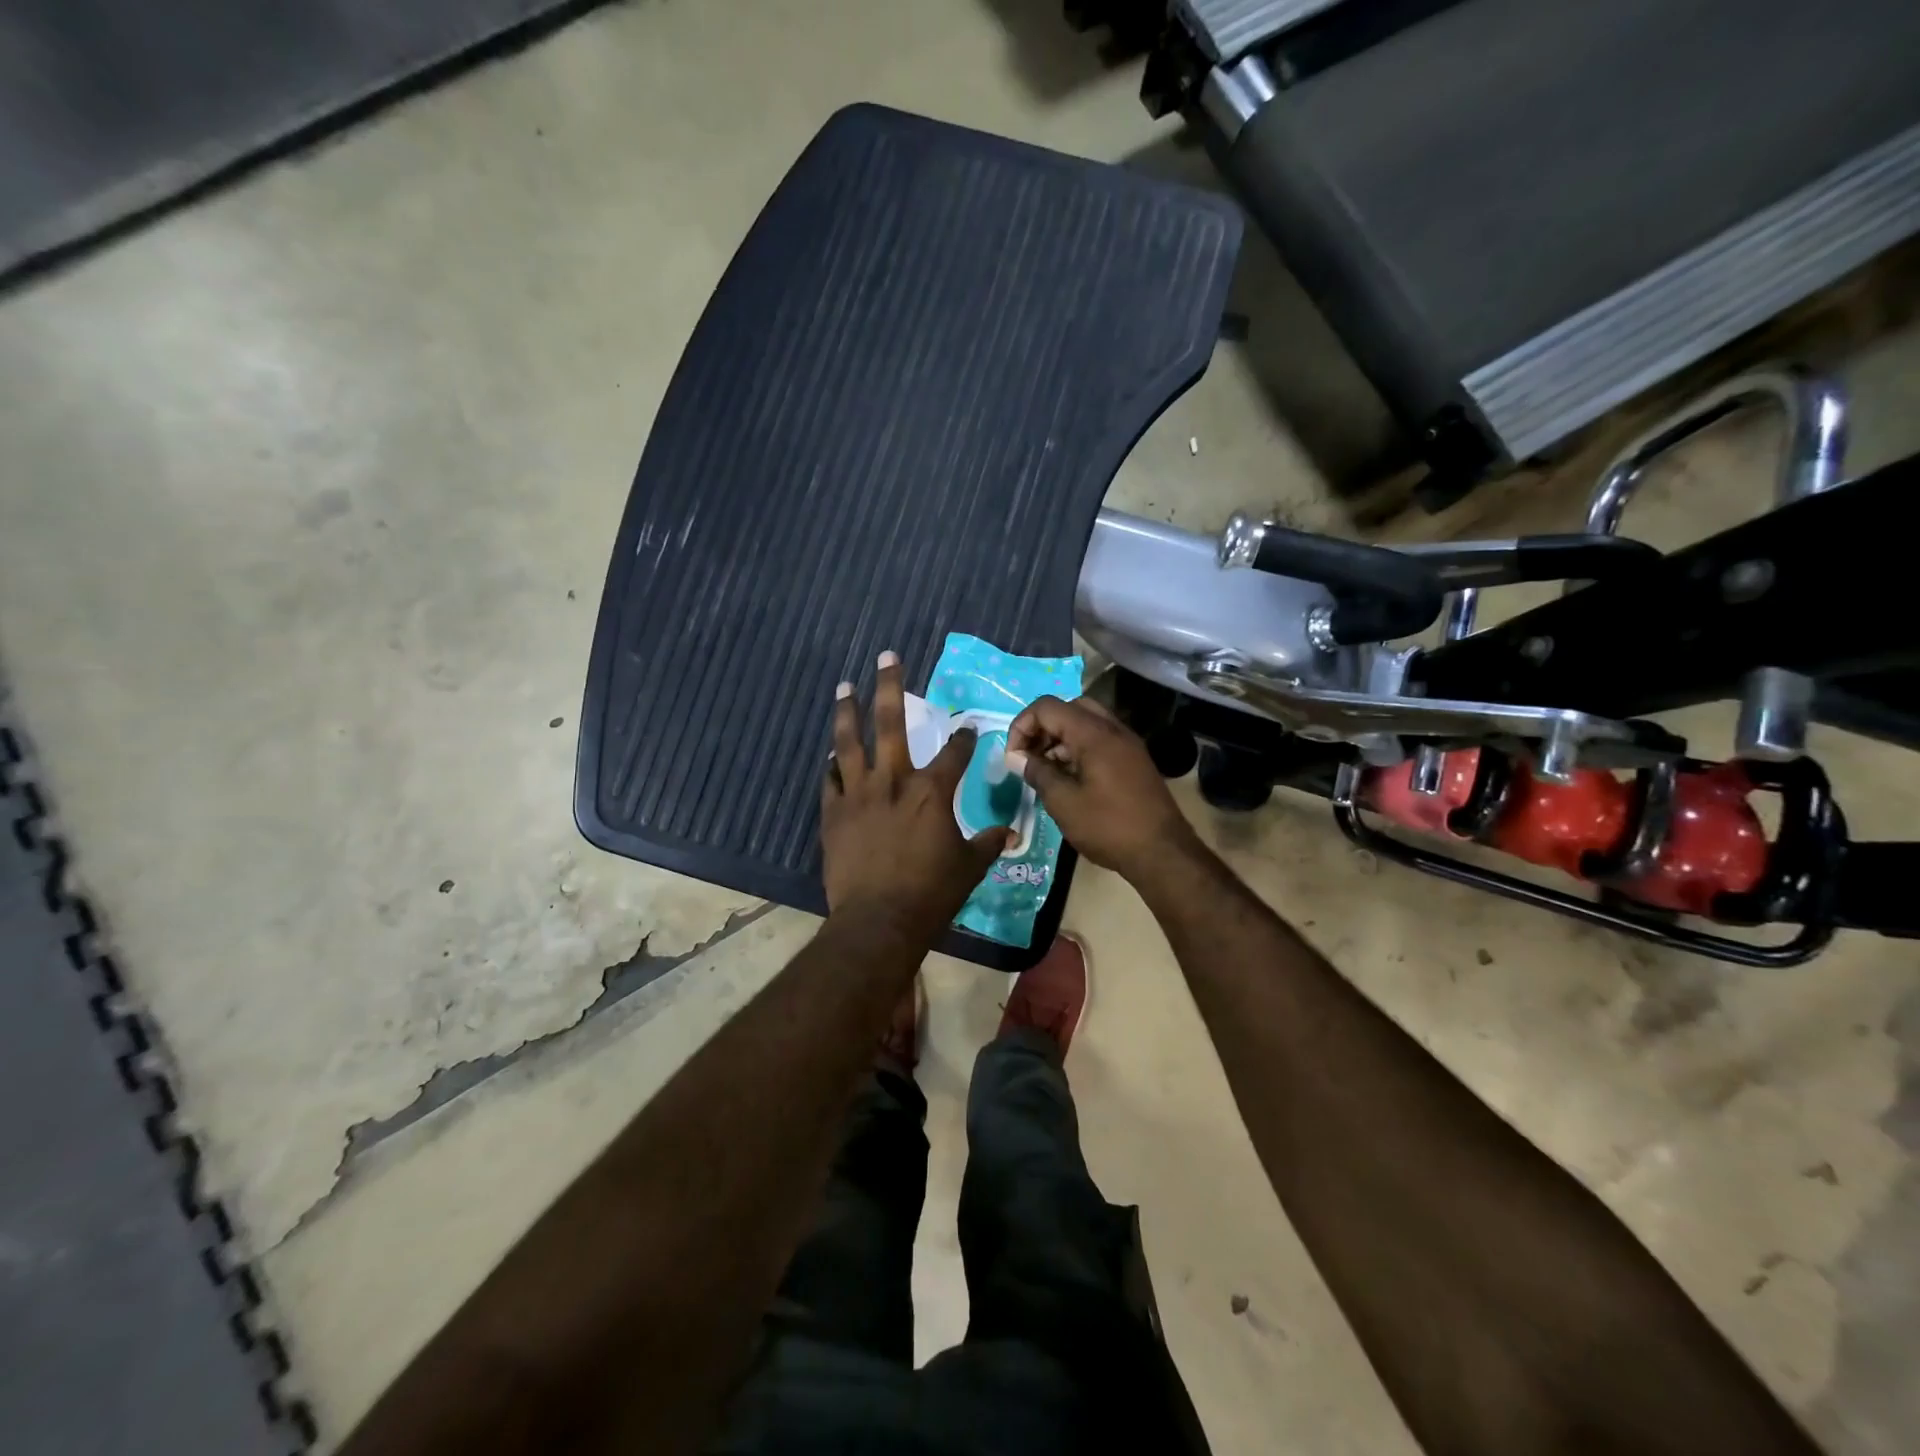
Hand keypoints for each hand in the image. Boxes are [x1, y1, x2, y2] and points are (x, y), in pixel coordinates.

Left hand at [820, 652, 1011, 935]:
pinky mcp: (833, 814)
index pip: (954, 753)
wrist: (878, 921)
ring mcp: (858, 795)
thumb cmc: (931, 893)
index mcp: (931, 791)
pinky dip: (832, 767)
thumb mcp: (970, 867)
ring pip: (849, 743)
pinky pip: (830, 781)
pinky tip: (831, 757)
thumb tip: (1012, 833)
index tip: (967, 728)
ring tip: (844, 686)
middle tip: (887, 657)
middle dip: (890, 686)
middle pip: (890, 723)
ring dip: (847, 712)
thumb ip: (989, 843)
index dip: (963, 738)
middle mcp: (893, 782)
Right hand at [1007, 696, 1198, 880]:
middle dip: (1043, 728)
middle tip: (1030, 757)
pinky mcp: (1134, 760)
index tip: (1014, 757)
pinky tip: (1071, 779)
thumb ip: (1037, 772)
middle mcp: (1112, 729)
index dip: (1022, 726)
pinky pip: (1100, 740)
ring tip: (1047, 771)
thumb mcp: (1063, 802)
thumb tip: (1018, 758)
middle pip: (1068, 708)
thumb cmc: (1108, 826)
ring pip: (1086, 723)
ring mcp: (1127, 743)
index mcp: (1093, 733)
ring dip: (1060, 739)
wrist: (1162, 852)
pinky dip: (1079, 748)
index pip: (1047, 707)